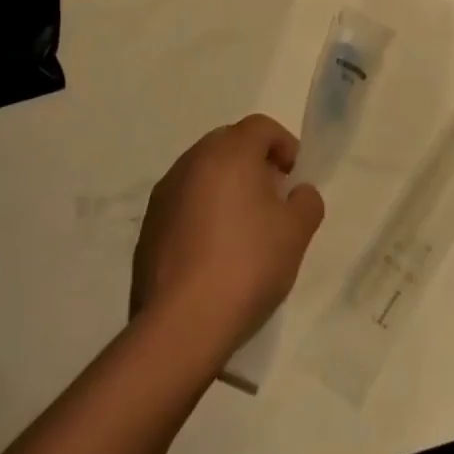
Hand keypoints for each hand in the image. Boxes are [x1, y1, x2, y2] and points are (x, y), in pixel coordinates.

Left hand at [131, 115, 324, 362]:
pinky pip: (183, 204)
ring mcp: (164, 195)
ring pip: (203, 174)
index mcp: (228, 153)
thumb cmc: (247, 265)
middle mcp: (191, 162)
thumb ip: (306, 201)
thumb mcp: (297, 232)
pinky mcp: (148, 228)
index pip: (261, 126)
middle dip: (254, 163)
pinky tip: (214, 253)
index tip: (294, 178)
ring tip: (243, 229)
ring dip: (225, 187)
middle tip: (272, 199)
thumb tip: (297, 193)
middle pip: (229, 144)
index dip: (284, 145)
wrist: (181, 326)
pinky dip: (202, 213)